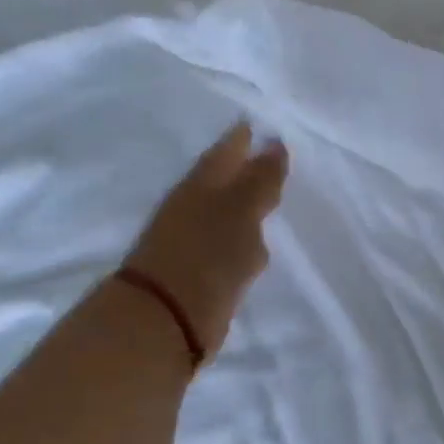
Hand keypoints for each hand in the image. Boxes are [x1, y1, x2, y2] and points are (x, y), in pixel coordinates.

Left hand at [123, 122, 288, 354]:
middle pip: (223, 181)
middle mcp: (194, 207)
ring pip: (225, 214)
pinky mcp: (199, 273)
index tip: (260, 126)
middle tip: (270, 157)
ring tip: (270, 199)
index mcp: (201, 185)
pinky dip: (241, 240)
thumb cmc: (207, 253)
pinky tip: (255, 245)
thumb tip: (275, 144)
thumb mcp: (241, 209)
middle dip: (243, 169)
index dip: (241, 139)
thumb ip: (260, 179)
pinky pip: (227, 245)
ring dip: (244, 206)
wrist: (167, 317)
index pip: (225, 152)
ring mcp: (193, 241)